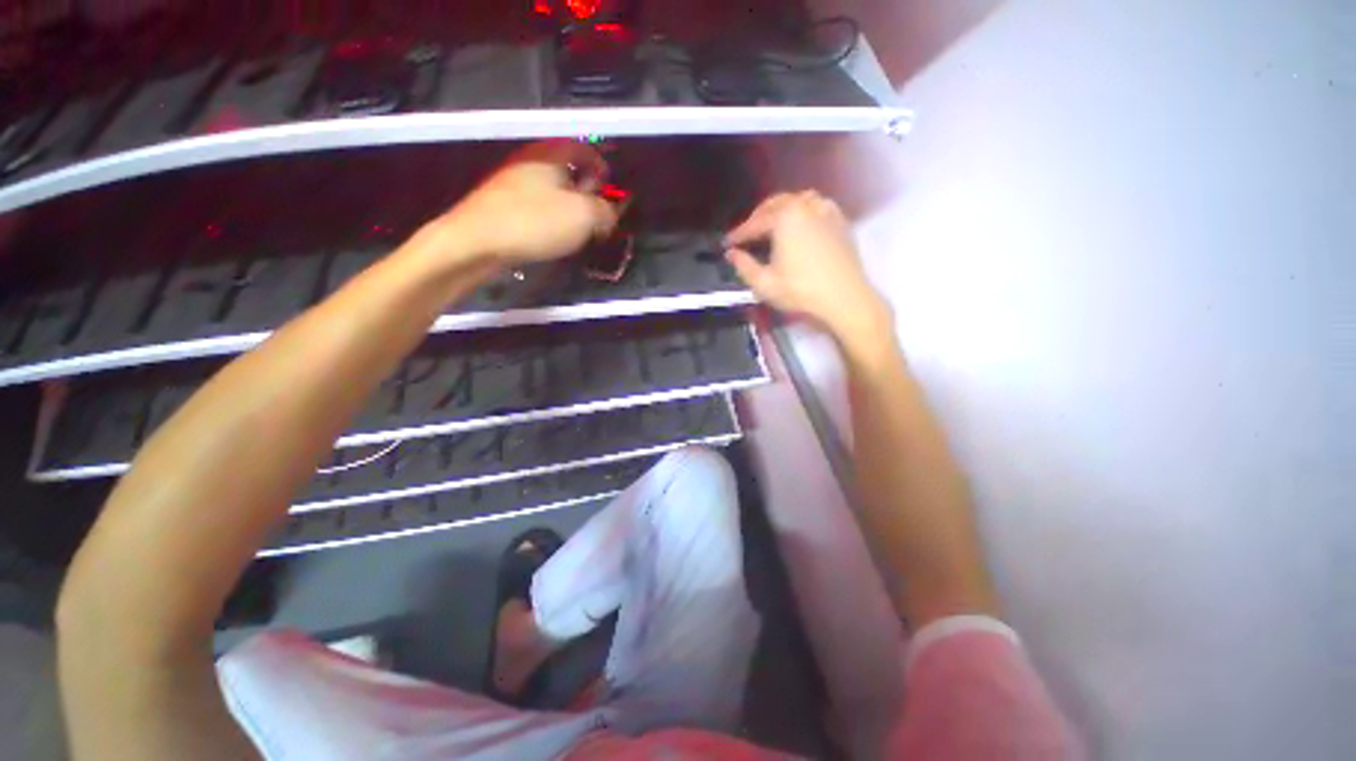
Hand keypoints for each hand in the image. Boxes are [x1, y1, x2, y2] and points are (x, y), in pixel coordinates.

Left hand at [436, 141, 618, 266]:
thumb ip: (605, 211)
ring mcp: (513, 183)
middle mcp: (530, 162)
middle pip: (568, 169)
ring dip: (571, 208)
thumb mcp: (583, 216)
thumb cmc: (533, 222)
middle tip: (599, 213)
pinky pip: (537, 206)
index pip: (584, 147)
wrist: (475, 243)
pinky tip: (555, 237)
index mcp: (550, 154)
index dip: (602, 165)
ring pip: (553, 190)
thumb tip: (610, 214)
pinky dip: (552, 218)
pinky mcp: (503, 206)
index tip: (612, 187)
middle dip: (588, 190)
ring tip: (580, 230)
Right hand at [725, 191, 890, 343]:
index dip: (738, 234)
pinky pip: (816, 206)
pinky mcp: (840, 221)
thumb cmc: (801, 291)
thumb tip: (731, 254)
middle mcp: (806, 205)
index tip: (727, 244)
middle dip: (757, 218)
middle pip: (775, 204)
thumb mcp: (764, 283)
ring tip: (771, 226)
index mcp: (785, 217)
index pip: (754, 223)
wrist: (845, 299)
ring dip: (780, 210)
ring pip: (797, 201)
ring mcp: (827, 210)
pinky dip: (802, 211)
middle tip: (746, 234)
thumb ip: (743, 266)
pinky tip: (799, 226)